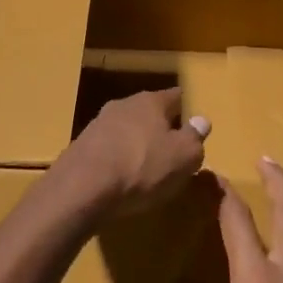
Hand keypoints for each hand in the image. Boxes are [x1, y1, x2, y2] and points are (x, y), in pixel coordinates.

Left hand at [57, 87, 209, 215]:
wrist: (83, 186)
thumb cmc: (142, 168)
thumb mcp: (183, 157)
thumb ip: (194, 138)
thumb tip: (201, 120)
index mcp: (150, 102)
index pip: (175, 96)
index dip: (185, 107)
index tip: (192, 118)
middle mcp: (122, 105)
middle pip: (148, 111)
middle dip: (159, 126)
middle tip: (171, 145)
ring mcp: (98, 124)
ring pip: (126, 128)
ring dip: (136, 141)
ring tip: (146, 163)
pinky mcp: (81, 146)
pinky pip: (108, 148)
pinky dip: (117, 157)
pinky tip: (121, 175)